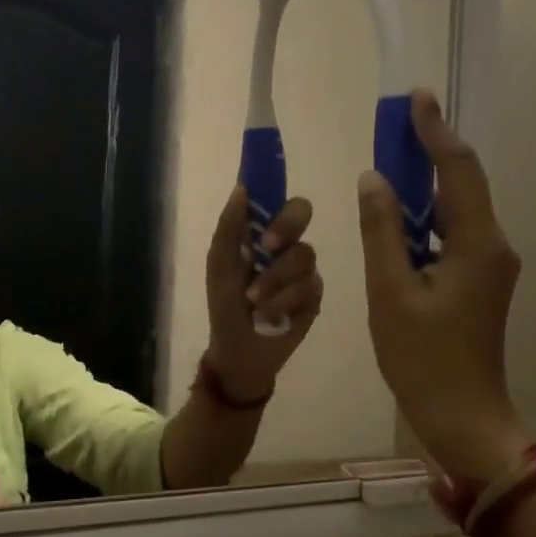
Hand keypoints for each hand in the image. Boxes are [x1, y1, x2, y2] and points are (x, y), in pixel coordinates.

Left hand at [203, 188, 322, 401]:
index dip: (273, 186)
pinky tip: (269, 316)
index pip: (274, 198)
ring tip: (254, 301)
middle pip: (302, 212)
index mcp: (261, 232)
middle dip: (286, 226)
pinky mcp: (315, 296)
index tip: (265, 186)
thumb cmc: (225, 304)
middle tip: (268, 246)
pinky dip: (283, 302)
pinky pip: (309, 287)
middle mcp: (286, 244)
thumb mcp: (220, 265)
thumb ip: (229, 227)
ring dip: (274, 279)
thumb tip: (241, 189)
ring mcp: (303, 269)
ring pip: (303, 255)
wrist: (238, 350)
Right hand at [357, 89, 531, 482]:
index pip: (460, 170)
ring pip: (454, 212)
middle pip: (461, 186)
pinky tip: (395, 221)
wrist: (462, 416)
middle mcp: (493, 246)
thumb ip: (381, 231)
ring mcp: (489, 267)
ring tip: (387, 168)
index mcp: (479, 244)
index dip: (436, 132)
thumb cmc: (422, 358)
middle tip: (392, 128)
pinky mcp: (478, 283)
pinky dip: (423, 221)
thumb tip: (374, 180)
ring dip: (422, 189)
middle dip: (428, 154)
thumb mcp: (390, 292)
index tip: (415, 98)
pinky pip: (450, 237)